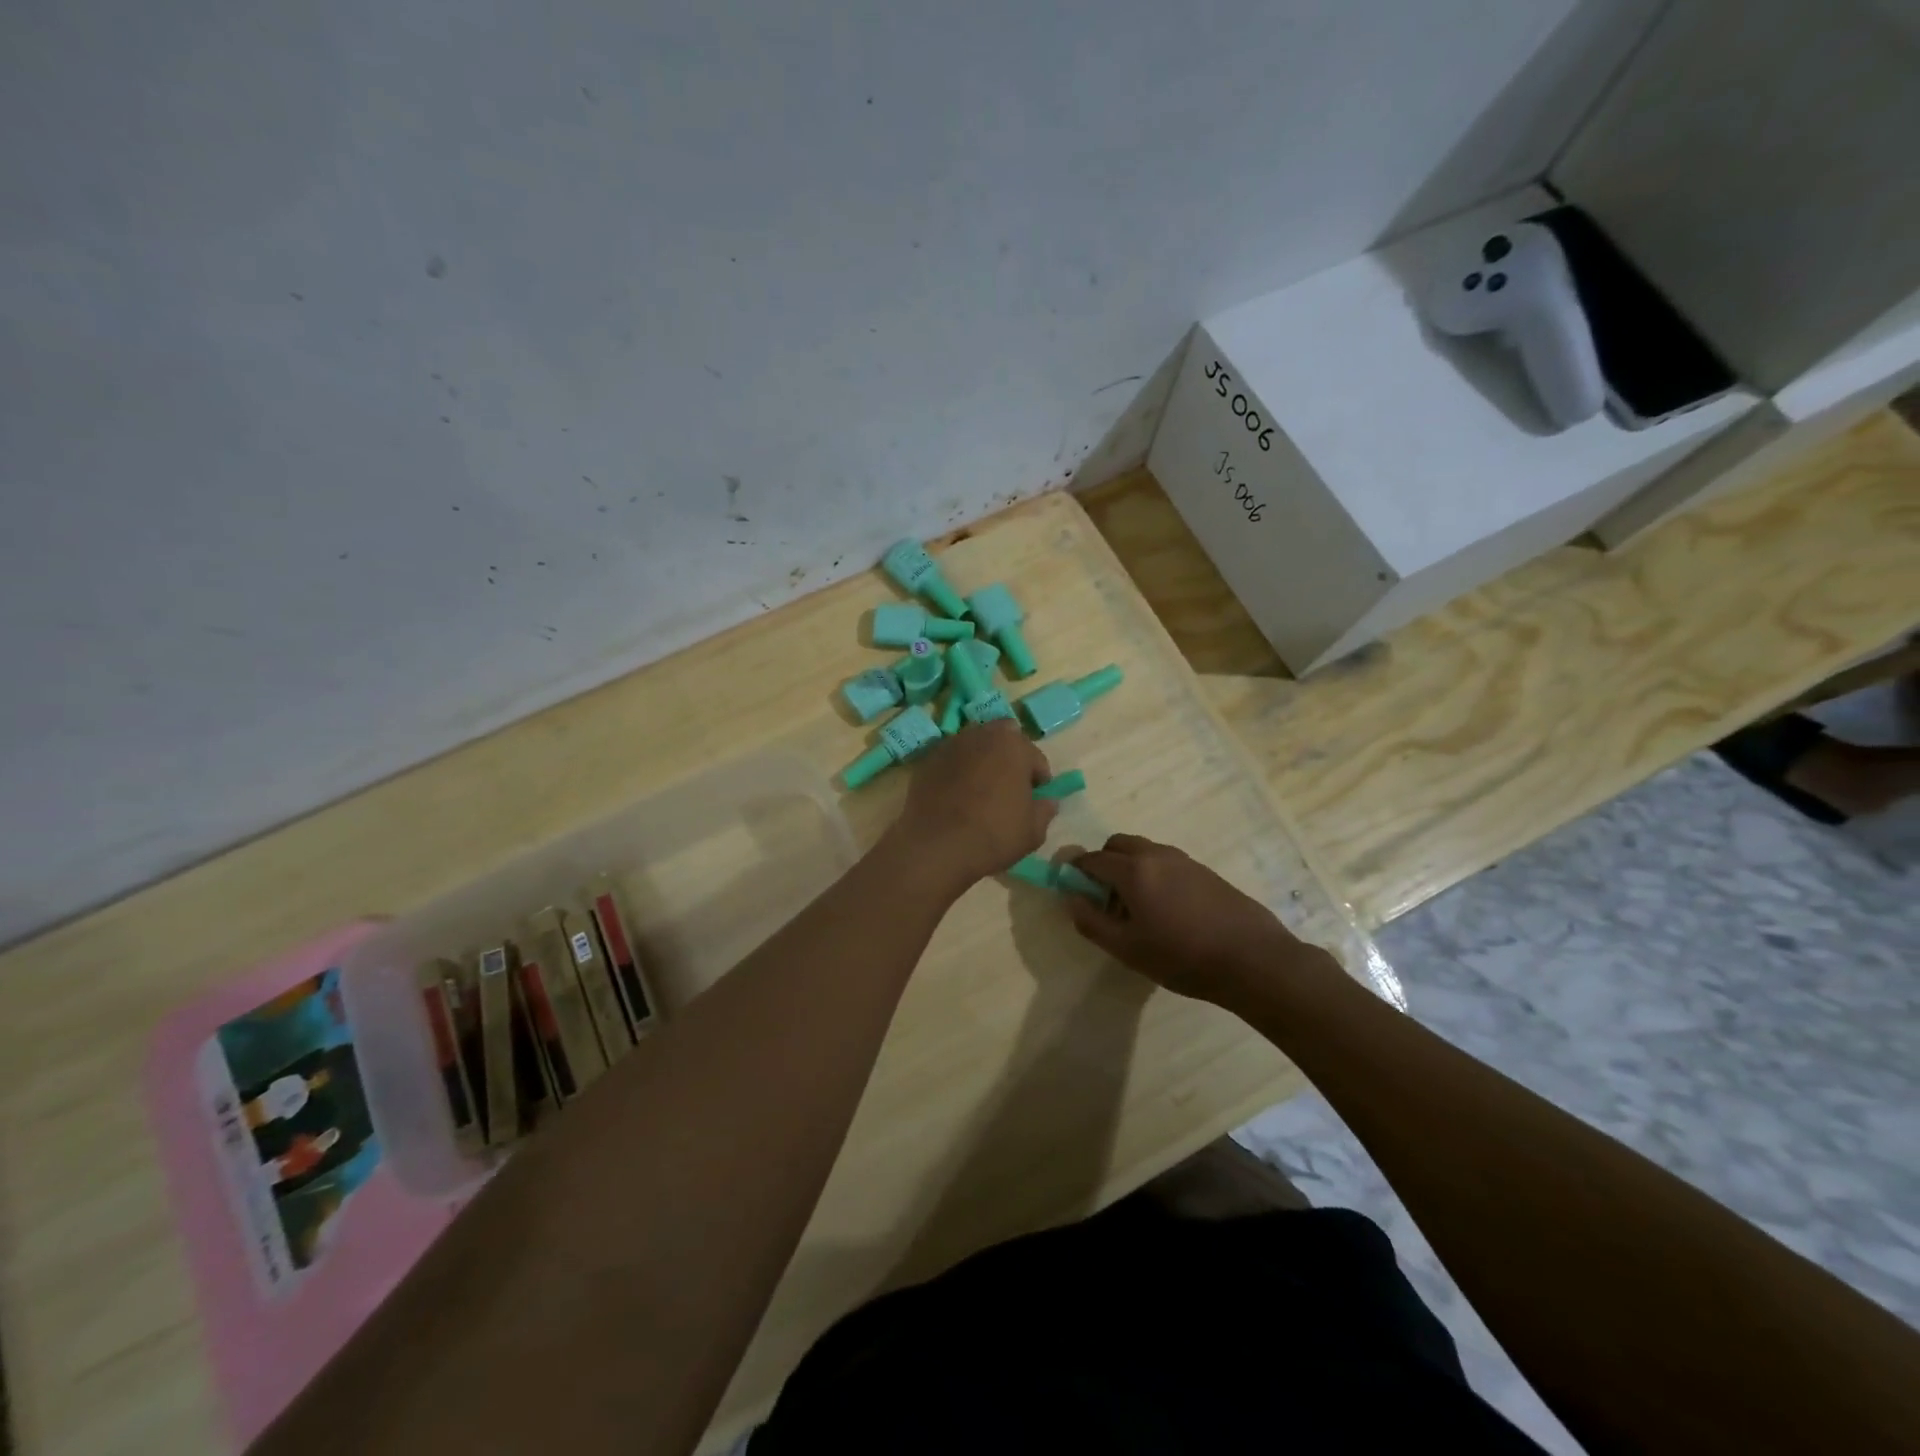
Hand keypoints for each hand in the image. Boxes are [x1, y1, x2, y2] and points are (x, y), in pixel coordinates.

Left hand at [891, 721, 1056, 893]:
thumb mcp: (1033, 831)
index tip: (1035, 798)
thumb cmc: (994, 834)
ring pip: (974, 745)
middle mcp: (981, 735)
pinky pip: (951, 760)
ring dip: (982, 759)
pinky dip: (958, 770)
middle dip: (1010, 757)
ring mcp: (950, 745)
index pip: (1035, 757)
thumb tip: (1048, 801)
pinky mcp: (927, 760)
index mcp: (1013, 745)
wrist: (936, 846)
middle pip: (1003, 739)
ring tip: (981, 788)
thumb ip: (1044, 810)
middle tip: (1009, 785)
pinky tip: (957, 794)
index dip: (1038, 778)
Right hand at [1067, 834, 1323, 1003]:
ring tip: (1134, 907)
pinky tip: (1164, 909)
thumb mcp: (1127, 948)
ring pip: (1144, 851)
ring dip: (1129, 868)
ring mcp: (1184, 860)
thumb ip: (1091, 921)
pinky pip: (1166, 862)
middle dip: (1103, 863)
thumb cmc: (1182, 956)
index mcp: (1133, 870)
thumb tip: (1071, 898)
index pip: (1092, 859)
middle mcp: (1157, 855)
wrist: (1252, 959)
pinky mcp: (1205, 871)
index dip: (1075, 871)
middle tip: (1103, 897)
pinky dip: (1153, 874)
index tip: (1070, 887)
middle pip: (1117, 844)